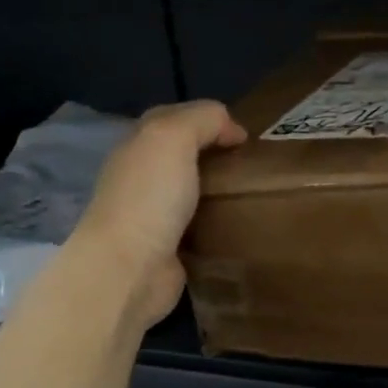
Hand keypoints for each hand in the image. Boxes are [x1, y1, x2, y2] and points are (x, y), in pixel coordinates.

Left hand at [67, 100, 245, 328]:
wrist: (131, 269)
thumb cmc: (150, 197)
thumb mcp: (174, 137)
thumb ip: (203, 119)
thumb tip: (233, 130)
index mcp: (137, 146)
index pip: (172, 118)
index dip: (207, 119)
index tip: (244, 137)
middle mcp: (142, 178)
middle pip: (183, 156)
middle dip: (215, 156)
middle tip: (254, 164)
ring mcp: (154, 216)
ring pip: (194, 192)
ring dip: (220, 191)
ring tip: (256, 193)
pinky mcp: (170, 249)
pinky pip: (200, 228)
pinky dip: (219, 224)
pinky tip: (243, 224)